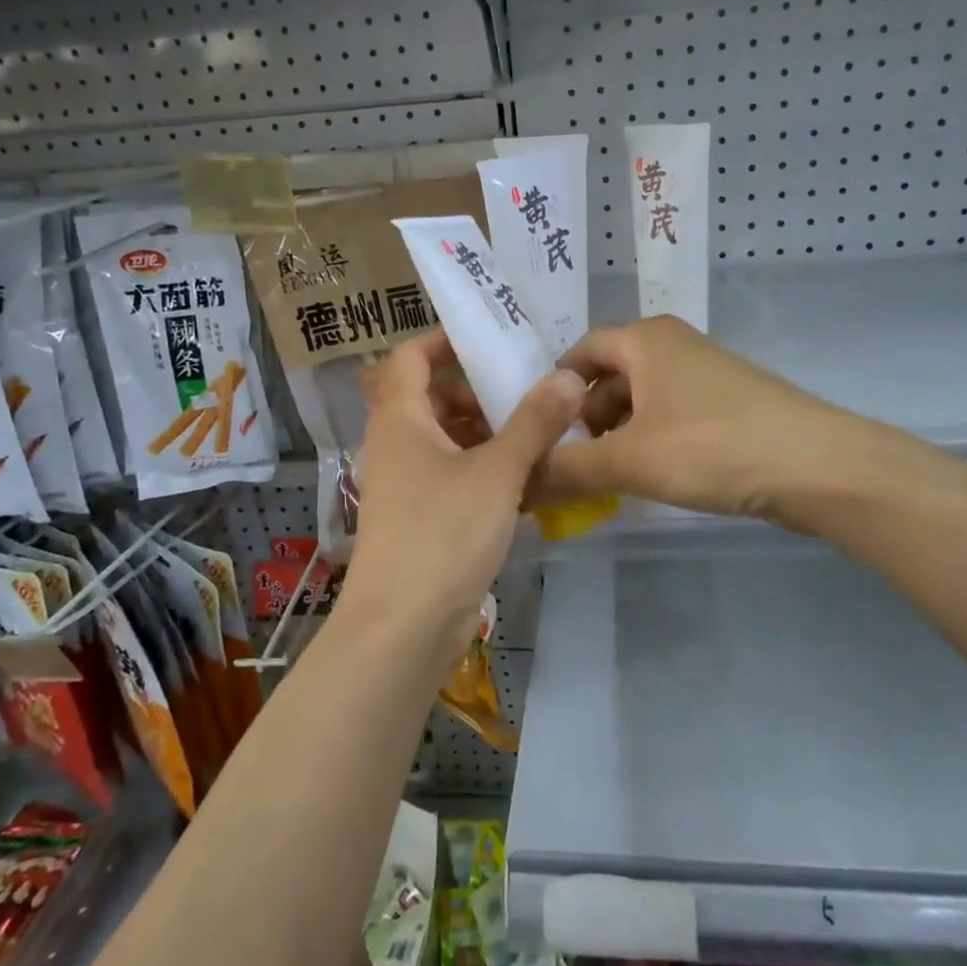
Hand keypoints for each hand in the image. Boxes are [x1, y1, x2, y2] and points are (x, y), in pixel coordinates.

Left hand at [345, 331, 583, 650]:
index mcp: (400, 419)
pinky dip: (488, 470)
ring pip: (449, 440)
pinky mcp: (424, 519)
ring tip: (541, 430)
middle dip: (479, 389)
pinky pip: (456, 477)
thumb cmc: (442, 534)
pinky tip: (530, 479)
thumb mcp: (496, 472)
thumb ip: (534, 422)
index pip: (411, 357)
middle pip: (433, 397)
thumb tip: (568, 376)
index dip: (445, 340)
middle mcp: (397, 445)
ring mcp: (409, 485)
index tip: (492, 337)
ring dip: (490, 432)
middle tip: (530, 386)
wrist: (402, 628)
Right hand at [538, 316, 856, 531]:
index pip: (579, 352)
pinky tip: (652, 474)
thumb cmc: (711, 447)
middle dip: (586, 418)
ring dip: (619, 433)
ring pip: (641, 397)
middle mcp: (673, 343)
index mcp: (644, 339)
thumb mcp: (629, 460)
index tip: (538, 433)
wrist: (816, 466)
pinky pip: (671, 413)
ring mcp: (705, 371)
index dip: (553, 392)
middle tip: (573, 462)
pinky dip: (651, 439)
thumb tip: (519, 481)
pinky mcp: (728, 401)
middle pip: (609, 375)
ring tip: (609, 476)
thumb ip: (568, 469)